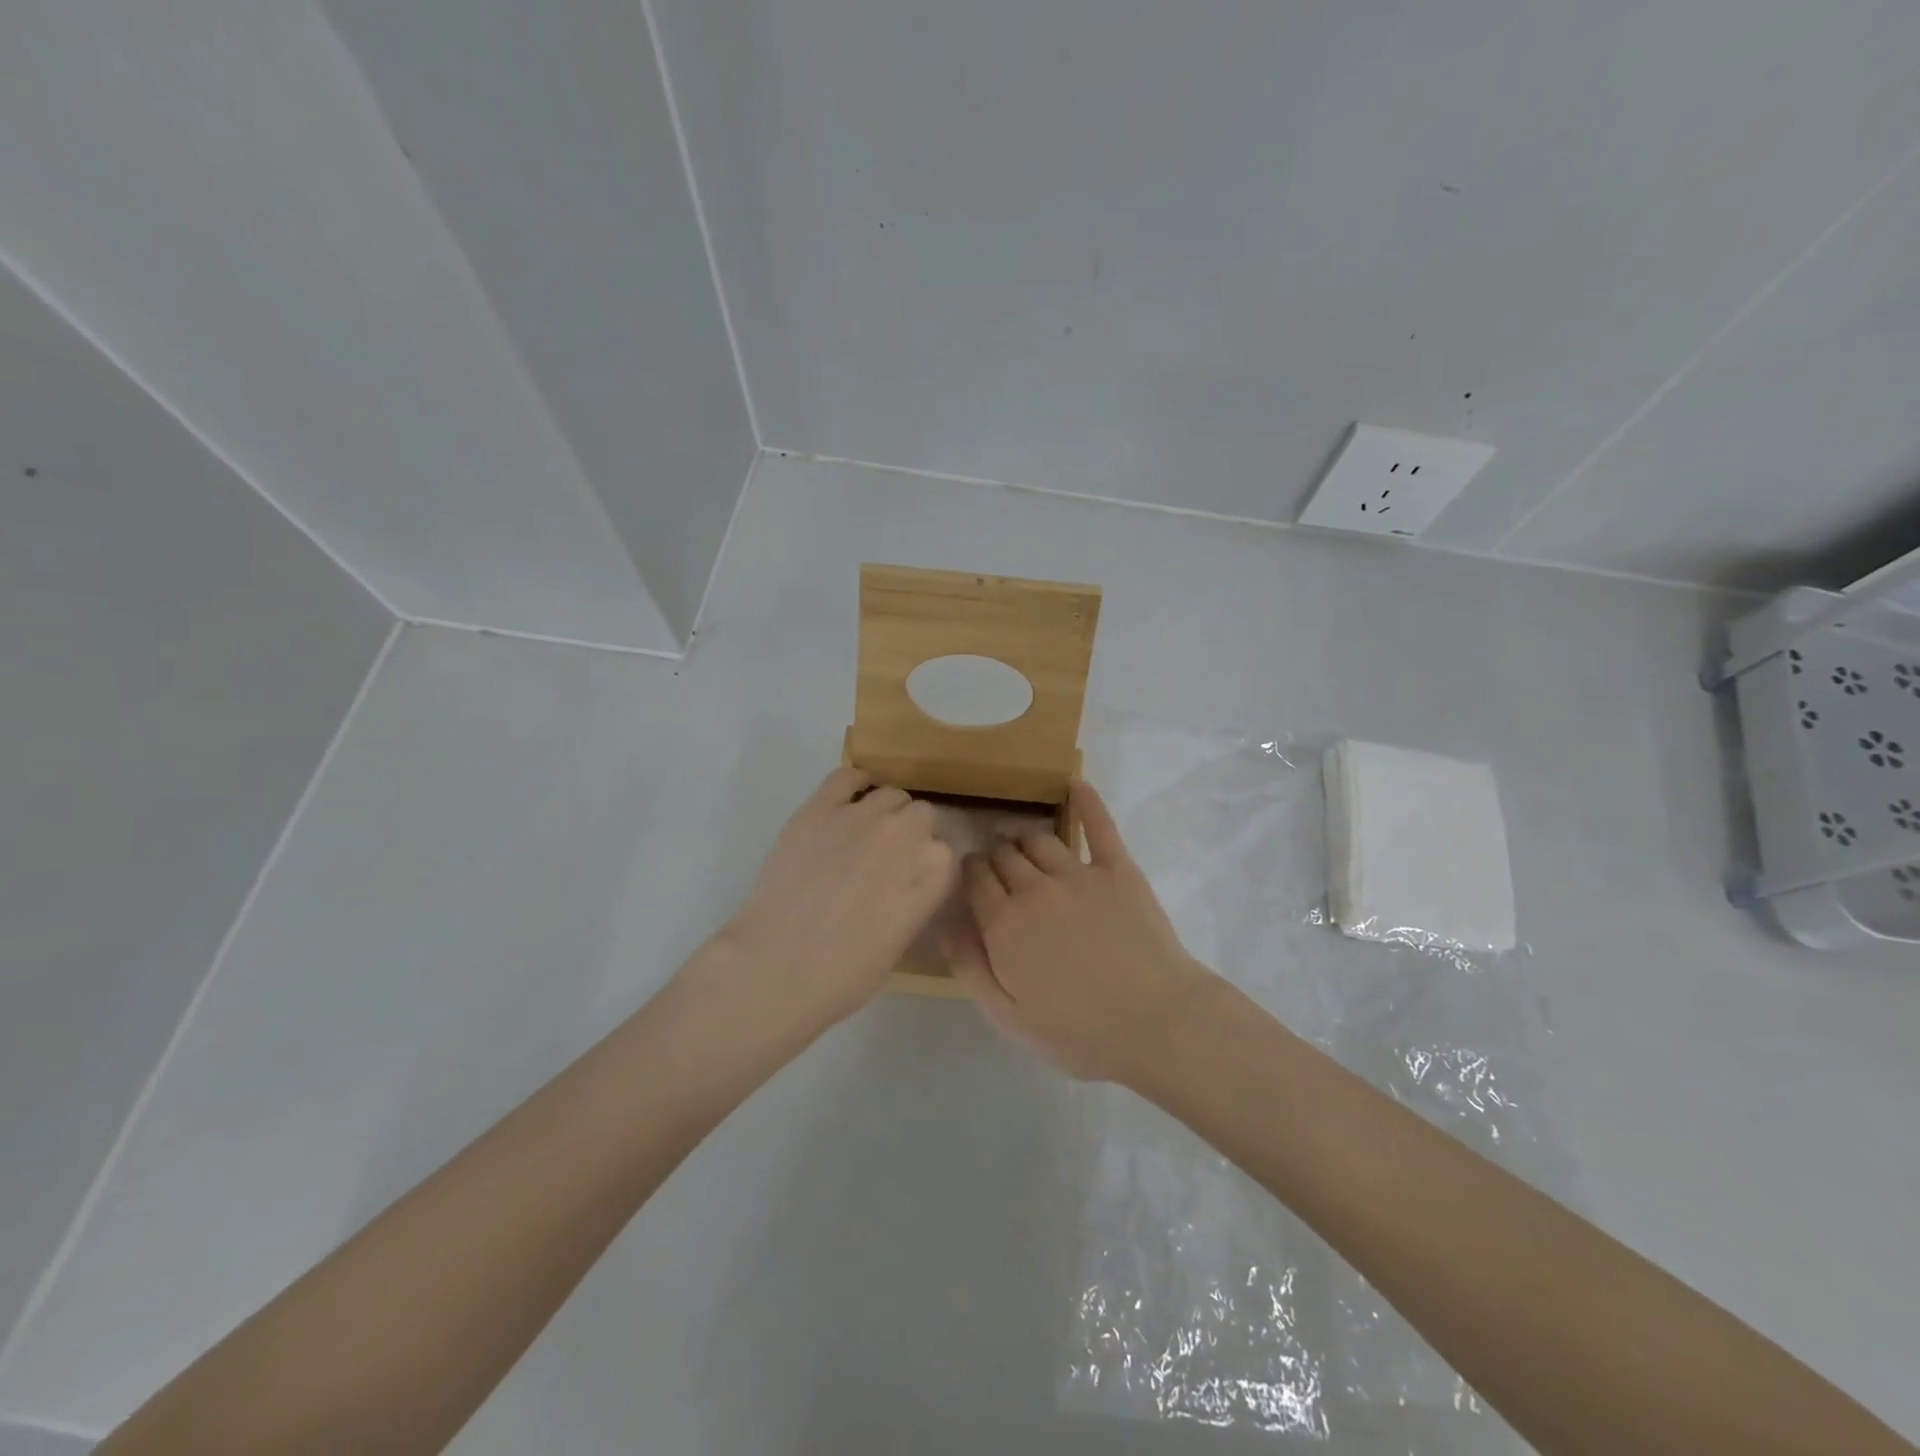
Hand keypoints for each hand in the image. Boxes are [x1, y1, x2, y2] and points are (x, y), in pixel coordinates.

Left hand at [712, 767, 955, 1032]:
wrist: (778, 966)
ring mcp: (862, 816)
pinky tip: (848, 799)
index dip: (926, 866)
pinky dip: (853, 785)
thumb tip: (903, 885)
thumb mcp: (900, 943)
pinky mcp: (820, 808)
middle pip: (921, 816)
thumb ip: (913, 901)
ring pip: (890, 795)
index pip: (944, 852)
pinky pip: (847, 776)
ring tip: (863, 836)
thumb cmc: (844, 975)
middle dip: (909, 835)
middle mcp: (906, 834)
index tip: (911, 881)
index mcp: (934, 872)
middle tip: (885, 861)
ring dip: (884, 813)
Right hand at [948, 779, 1215, 1082]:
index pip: (975, 879)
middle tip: (999, 865)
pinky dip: (1086, 802)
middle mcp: (1034, 888)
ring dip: (1026, 838)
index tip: (973, 876)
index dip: (971, 873)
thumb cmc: (1079, 1031)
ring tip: (1025, 844)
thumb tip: (947, 925)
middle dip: (995, 855)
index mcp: (1003, 923)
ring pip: (1040, 839)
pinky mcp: (1119, 869)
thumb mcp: (1008, 1017)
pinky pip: (1099, 827)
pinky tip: (1076, 784)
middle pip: (1004, 855)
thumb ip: (971, 967)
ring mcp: (1078, 874)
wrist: (1156, 1023)